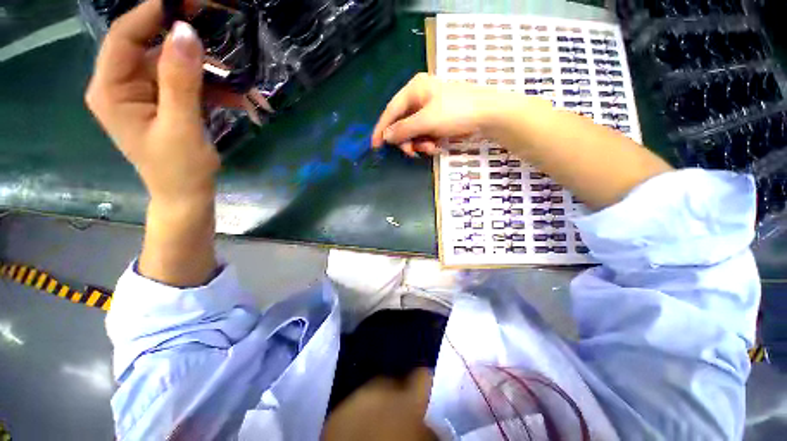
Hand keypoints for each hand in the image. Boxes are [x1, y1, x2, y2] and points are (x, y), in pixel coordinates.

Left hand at [85, 0, 219, 204]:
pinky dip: (213, 88)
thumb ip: (180, 80)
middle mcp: (122, 84)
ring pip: (175, 65)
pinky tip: (237, 99)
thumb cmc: (179, 169)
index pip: (124, 37)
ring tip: (242, 87)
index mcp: (112, 90)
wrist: (187, 194)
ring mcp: (145, 93)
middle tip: (220, 33)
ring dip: (210, 73)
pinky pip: (187, 83)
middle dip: (189, 45)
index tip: (187, 2)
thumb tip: (185, 33)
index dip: (152, 14)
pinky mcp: (164, 101)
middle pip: (152, 47)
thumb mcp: (181, 126)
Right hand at [372, 73, 502, 156]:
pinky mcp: (438, 119)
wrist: (489, 114)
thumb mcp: (427, 121)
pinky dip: (427, 142)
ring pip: (413, 131)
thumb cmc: (456, 112)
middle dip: (407, 140)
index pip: (391, 110)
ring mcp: (429, 109)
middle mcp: (419, 97)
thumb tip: (386, 137)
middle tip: (412, 153)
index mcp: (414, 89)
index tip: (375, 145)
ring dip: (418, 143)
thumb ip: (404, 129)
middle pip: (402, 123)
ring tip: (429, 149)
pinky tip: (435, 146)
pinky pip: (424, 134)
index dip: (382, 129)